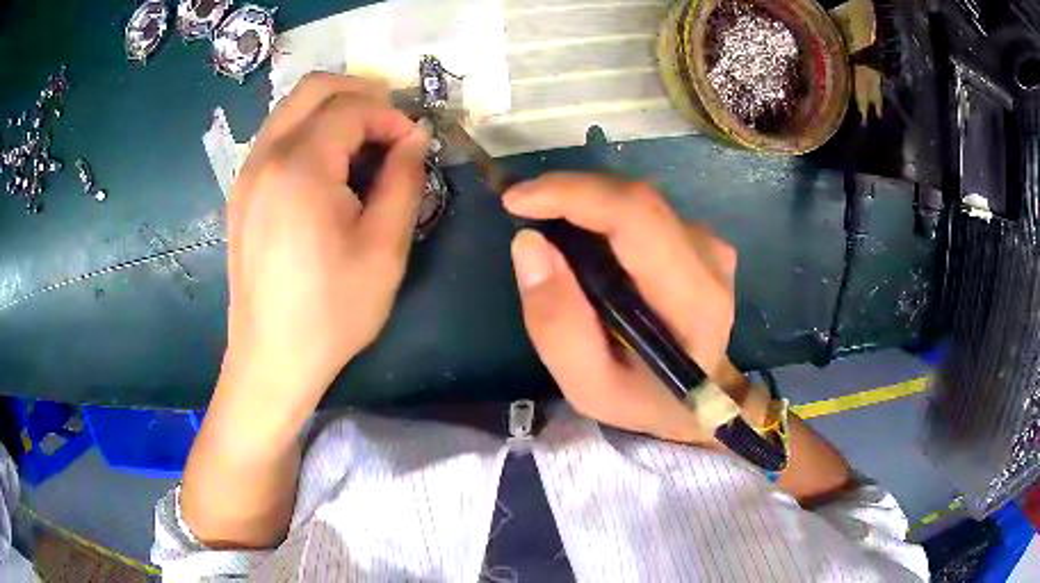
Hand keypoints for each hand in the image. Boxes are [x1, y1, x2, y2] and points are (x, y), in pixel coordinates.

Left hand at [223, 73, 429, 414]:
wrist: (272, 358)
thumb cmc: (332, 311)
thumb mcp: (385, 248)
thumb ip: (405, 180)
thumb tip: (415, 137)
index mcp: (299, 166)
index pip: (351, 107)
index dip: (391, 116)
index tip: (414, 145)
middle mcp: (265, 156)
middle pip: (314, 88)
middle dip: (360, 95)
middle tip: (390, 129)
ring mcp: (247, 173)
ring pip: (292, 109)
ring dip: (334, 112)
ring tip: (364, 149)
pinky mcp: (241, 192)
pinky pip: (277, 137)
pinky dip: (309, 133)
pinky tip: (328, 171)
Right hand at [504, 173, 743, 444]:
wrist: (700, 397)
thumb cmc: (645, 398)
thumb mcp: (589, 386)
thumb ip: (557, 325)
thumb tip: (529, 243)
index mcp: (693, 298)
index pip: (636, 217)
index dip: (573, 195)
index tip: (517, 201)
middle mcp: (709, 257)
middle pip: (634, 199)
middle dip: (569, 193)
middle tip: (521, 210)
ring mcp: (708, 243)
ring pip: (635, 200)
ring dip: (584, 204)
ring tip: (547, 228)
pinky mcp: (699, 238)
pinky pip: (641, 210)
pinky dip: (602, 214)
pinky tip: (582, 240)